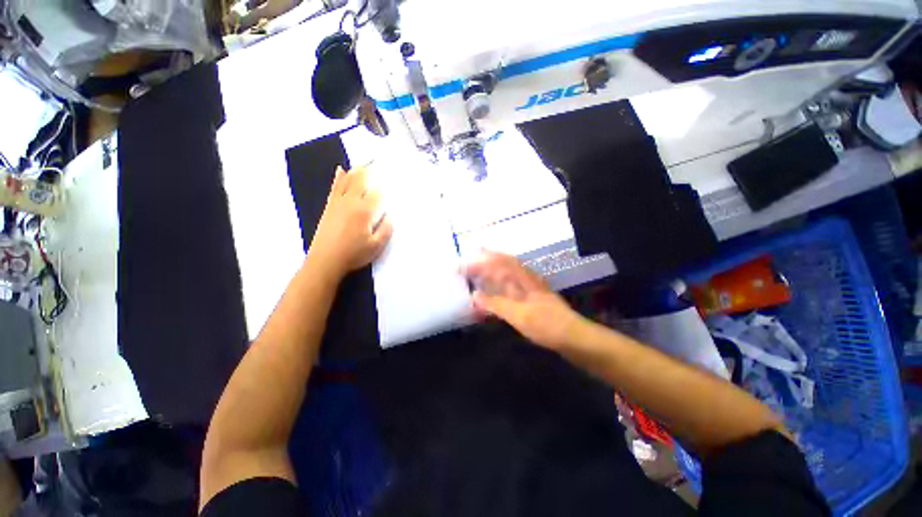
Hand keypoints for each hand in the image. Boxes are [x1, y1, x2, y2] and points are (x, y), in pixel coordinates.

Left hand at [308, 165, 393, 277]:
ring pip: (348, 180)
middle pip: (362, 180)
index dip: (387, 185)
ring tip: (365, 161)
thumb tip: (391, 215)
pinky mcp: (329, 206)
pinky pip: (335, 187)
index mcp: (365, 211)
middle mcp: (351, 202)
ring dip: (357, 170)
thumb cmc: (354, 254)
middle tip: (379, 160)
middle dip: (371, 169)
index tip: (394, 178)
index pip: (378, 193)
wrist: (325, 260)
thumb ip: (386, 229)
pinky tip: (341, 170)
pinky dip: (339, 177)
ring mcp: (338, 202)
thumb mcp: (377, 246)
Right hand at [464, 251, 582, 350]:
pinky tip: (490, 296)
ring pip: (504, 277)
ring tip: (474, 276)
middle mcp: (525, 279)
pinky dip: (496, 290)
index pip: (500, 261)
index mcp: (524, 278)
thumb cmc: (547, 324)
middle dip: (484, 263)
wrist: (572, 338)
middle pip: (501, 266)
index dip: (482, 259)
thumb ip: (496, 304)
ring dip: (489, 275)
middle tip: (466, 265)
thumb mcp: (519, 314)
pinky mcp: (528, 301)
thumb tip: (474, 296)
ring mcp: (527, 290)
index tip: (467, 260)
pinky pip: (507, 290)